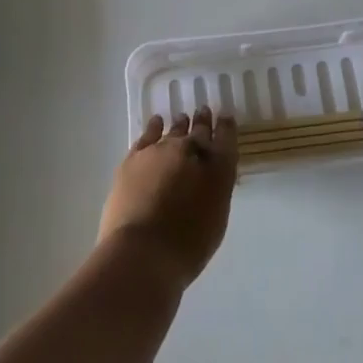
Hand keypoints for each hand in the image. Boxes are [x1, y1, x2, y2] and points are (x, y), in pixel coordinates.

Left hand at [99, 106, 237, 287]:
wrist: (143, 251)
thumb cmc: (187, 246)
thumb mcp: (215, 219)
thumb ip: (215, 192)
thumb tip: (208, 180)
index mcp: (219, 169)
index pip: (226, 139)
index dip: (226, 127)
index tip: (225, 118)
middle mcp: (192, 151)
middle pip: (200, 130)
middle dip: (203, 121)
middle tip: (204, 111)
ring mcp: (162, 150)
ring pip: (174, 130)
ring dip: (180, 124)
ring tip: (182, 118)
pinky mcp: (135, 157)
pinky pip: (148, 135)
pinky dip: (154, 127)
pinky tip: (156, 122)